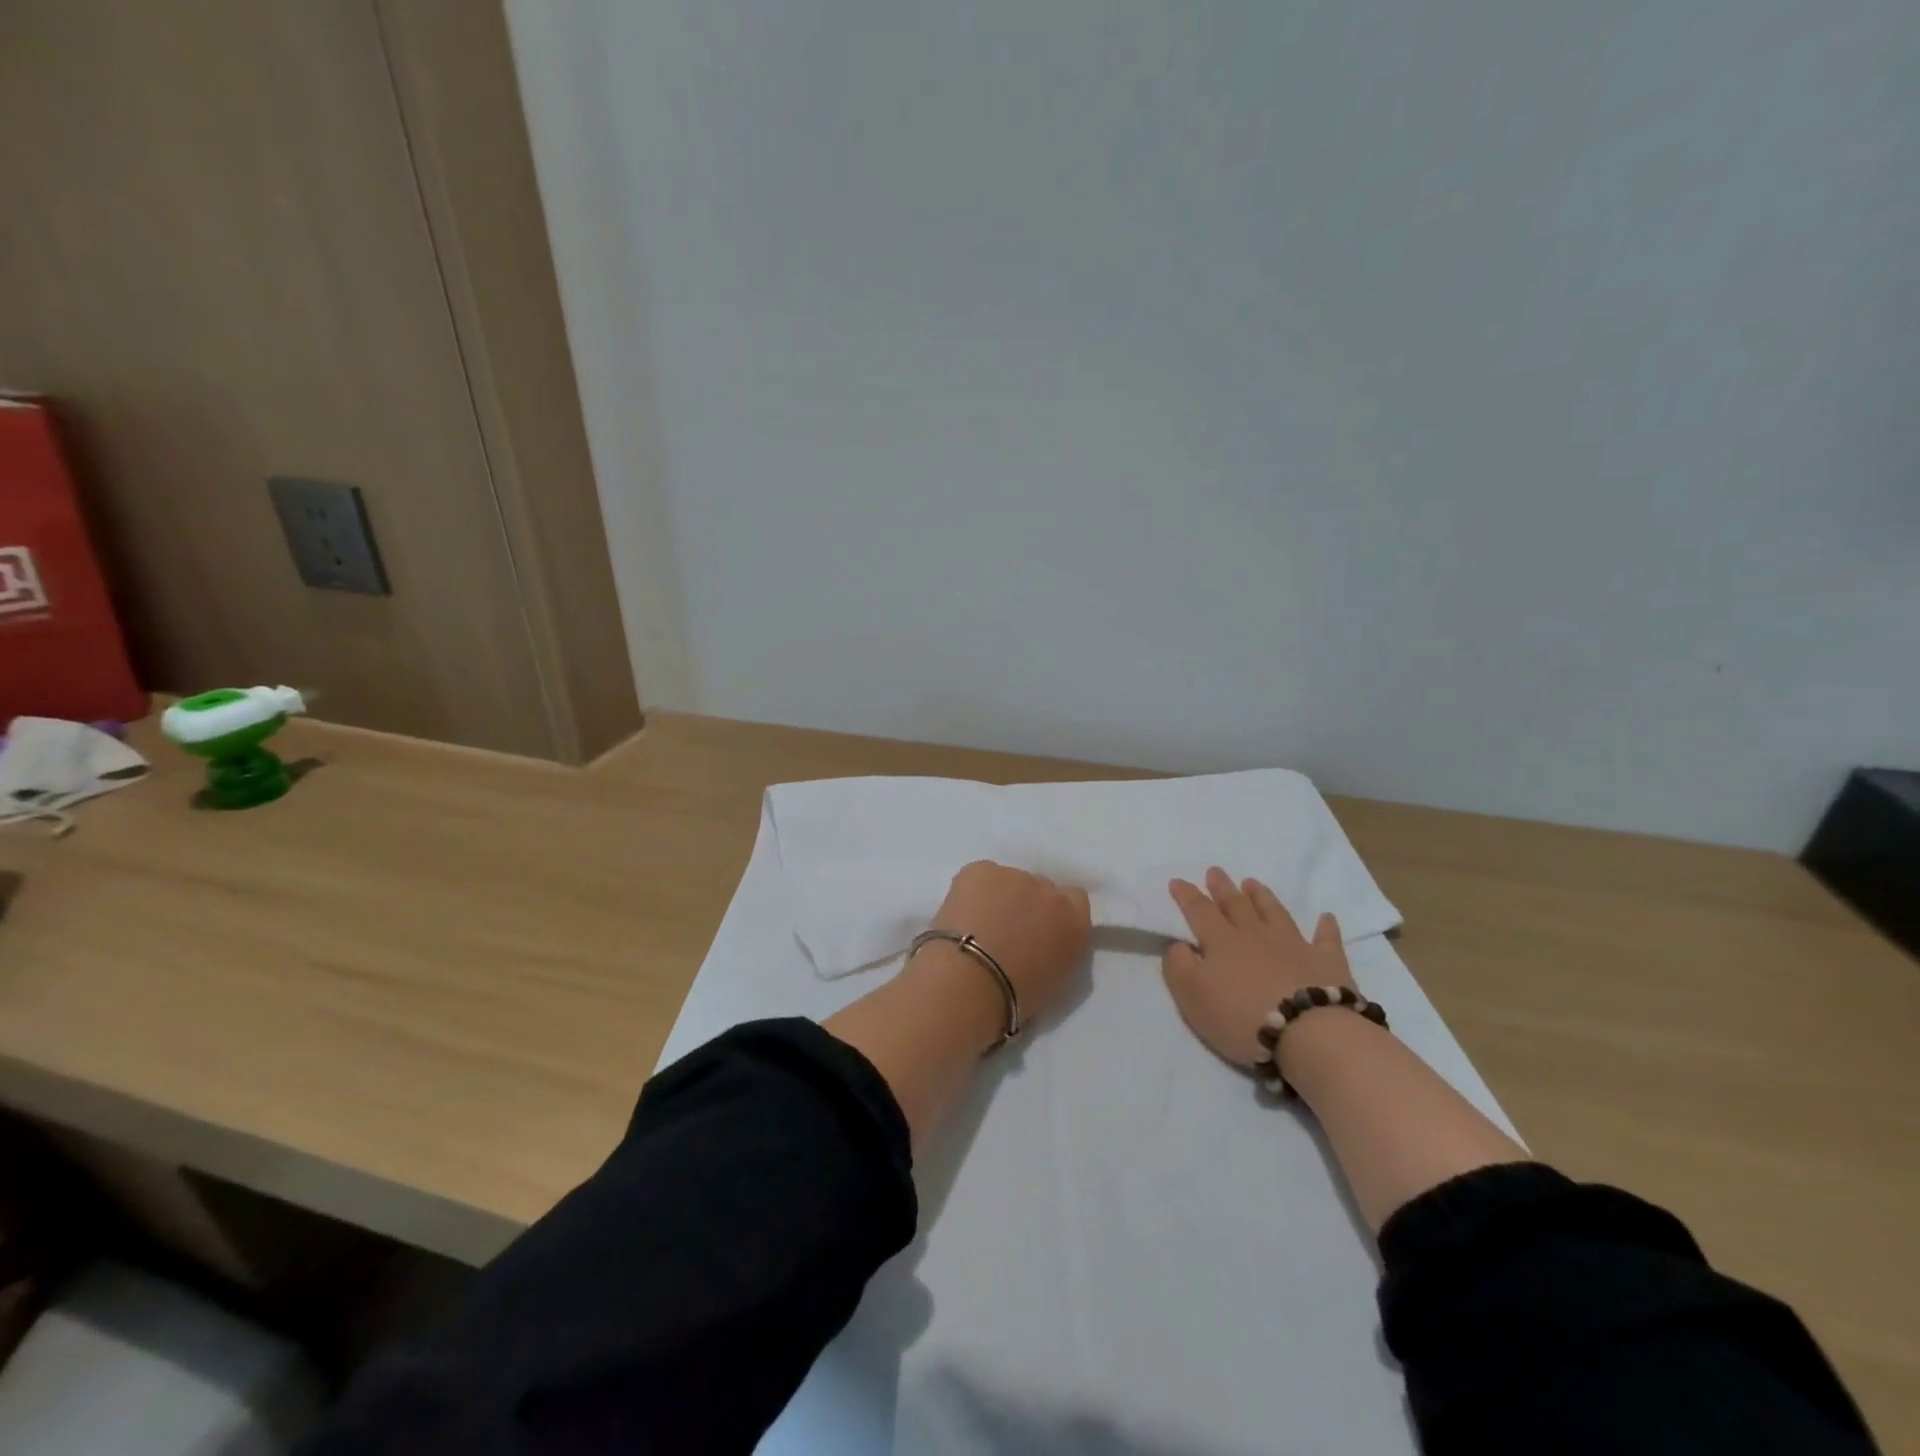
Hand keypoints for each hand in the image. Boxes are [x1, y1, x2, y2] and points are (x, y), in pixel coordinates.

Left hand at [922, 861, 1091, 1024]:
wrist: (970, 982)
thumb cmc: (1015, 997)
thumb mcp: (1055, 978)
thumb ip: (1057, 948)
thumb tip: (1042, 940)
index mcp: (1075, 922)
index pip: (1074, 899)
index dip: (1054, 912)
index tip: (1038, 928)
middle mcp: (1050, 891)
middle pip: (1040, 887)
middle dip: (1025, 904)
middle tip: (1004, 930)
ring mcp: (1014, 876)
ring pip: (1007, 881)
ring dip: (998, 897)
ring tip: (977, 926)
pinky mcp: (980, 869)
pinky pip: (980, 876)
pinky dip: (972, 892)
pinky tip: (961, 915)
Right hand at [1162, 866, 1351, 1067]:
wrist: (1309, 1033)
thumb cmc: (1242, 1018)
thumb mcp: (1193, 996)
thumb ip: (1179, 966)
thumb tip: (1179, 944)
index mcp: (1222, 942)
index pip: (1200, 911)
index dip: (1187, 895)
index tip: (1177, 881)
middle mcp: (1256, 935)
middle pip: (1236, 905)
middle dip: (1223, 887)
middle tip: (1215, 871)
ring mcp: (1294, 945)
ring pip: (1275, 913)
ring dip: (1262, 896)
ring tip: (1252, 882)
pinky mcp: (1327, 962)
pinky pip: (1326, 939)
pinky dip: (1325, 927)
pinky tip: (1326, 917)